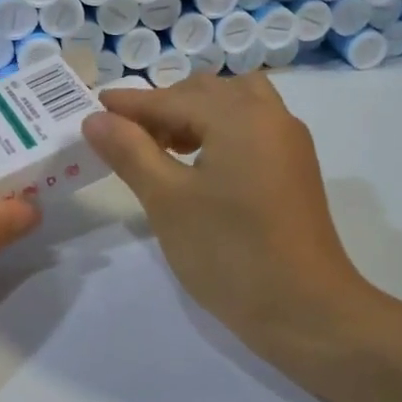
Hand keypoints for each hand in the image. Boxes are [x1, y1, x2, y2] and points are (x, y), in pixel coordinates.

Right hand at [83, 73, 368, 351]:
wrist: (306, 310)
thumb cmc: (229, 253)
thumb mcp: (167, 200)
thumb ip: (130, 151)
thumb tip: (96, 118)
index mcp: (239, 116)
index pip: (172, 99)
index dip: (130, 104)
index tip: (94, 107)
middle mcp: (269, 115)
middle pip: (206, 92)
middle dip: (163, 107)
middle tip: (127, 138)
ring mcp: (288, 141)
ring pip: (234, 103)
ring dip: (195, 114)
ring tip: (166, 148)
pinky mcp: (295, 167)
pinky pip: (252, 125)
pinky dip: (220, 128)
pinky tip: (200, 163)